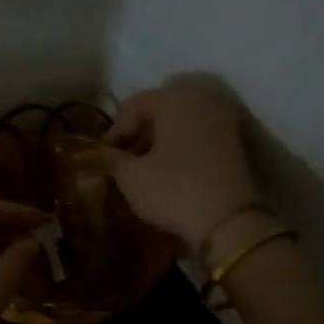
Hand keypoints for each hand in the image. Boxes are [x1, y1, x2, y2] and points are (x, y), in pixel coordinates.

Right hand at [92, 85, 260, 251]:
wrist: (229, 223)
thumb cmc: (173, 191)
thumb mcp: (132, 177)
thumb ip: (109, 159)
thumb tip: (88, 155)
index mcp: (174, 99)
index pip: (133, 106)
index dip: (113, 133)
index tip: (102, 159)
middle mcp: (201, 100)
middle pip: (159, 111)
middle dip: (137, 136)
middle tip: (120, 164)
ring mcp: (222, 121)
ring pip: (179, 124)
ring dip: (157, 143)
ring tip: (141, 171)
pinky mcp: (234, 144)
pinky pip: (197, 137)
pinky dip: (178, 149)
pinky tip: (166, 174)